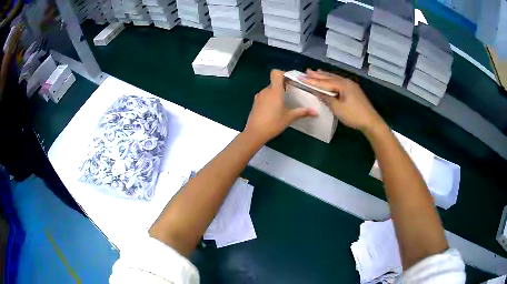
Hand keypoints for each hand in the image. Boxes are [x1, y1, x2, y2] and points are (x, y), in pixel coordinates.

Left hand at [244, 69, 317, 142]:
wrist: (255, 133)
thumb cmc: (273, 123)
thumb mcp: (289, 118)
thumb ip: (302, 112)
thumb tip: (316, 112)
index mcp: (275, 91)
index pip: (276, 73)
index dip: (283, 73)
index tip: (290, 81)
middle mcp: (266, 90)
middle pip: (274, 82)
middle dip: (282, 86)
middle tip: (291, 94)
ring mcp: (259, 96)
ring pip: (269, 90)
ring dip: (276, 93)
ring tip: (284, 103)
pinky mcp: (255, 103)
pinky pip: (264, 96)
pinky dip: (270, 99)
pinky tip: (274, 109)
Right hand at [302, 69, 385, 132]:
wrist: (371, 122)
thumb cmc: (354, 115)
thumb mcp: (338, 108)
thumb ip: (327, 98)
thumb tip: (317, 92)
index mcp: (342, 85)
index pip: (324, 82)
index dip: (312, 81)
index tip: (301, 77)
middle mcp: (347, 82)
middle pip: (329, 77)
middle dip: (318, 75)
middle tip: (306, 71)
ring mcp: (351, 85)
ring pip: (335, 78)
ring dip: (325, 76)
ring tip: (316, 71)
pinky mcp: (354, 90)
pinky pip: (340, 82)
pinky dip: (332, 80)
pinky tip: (330, 79)